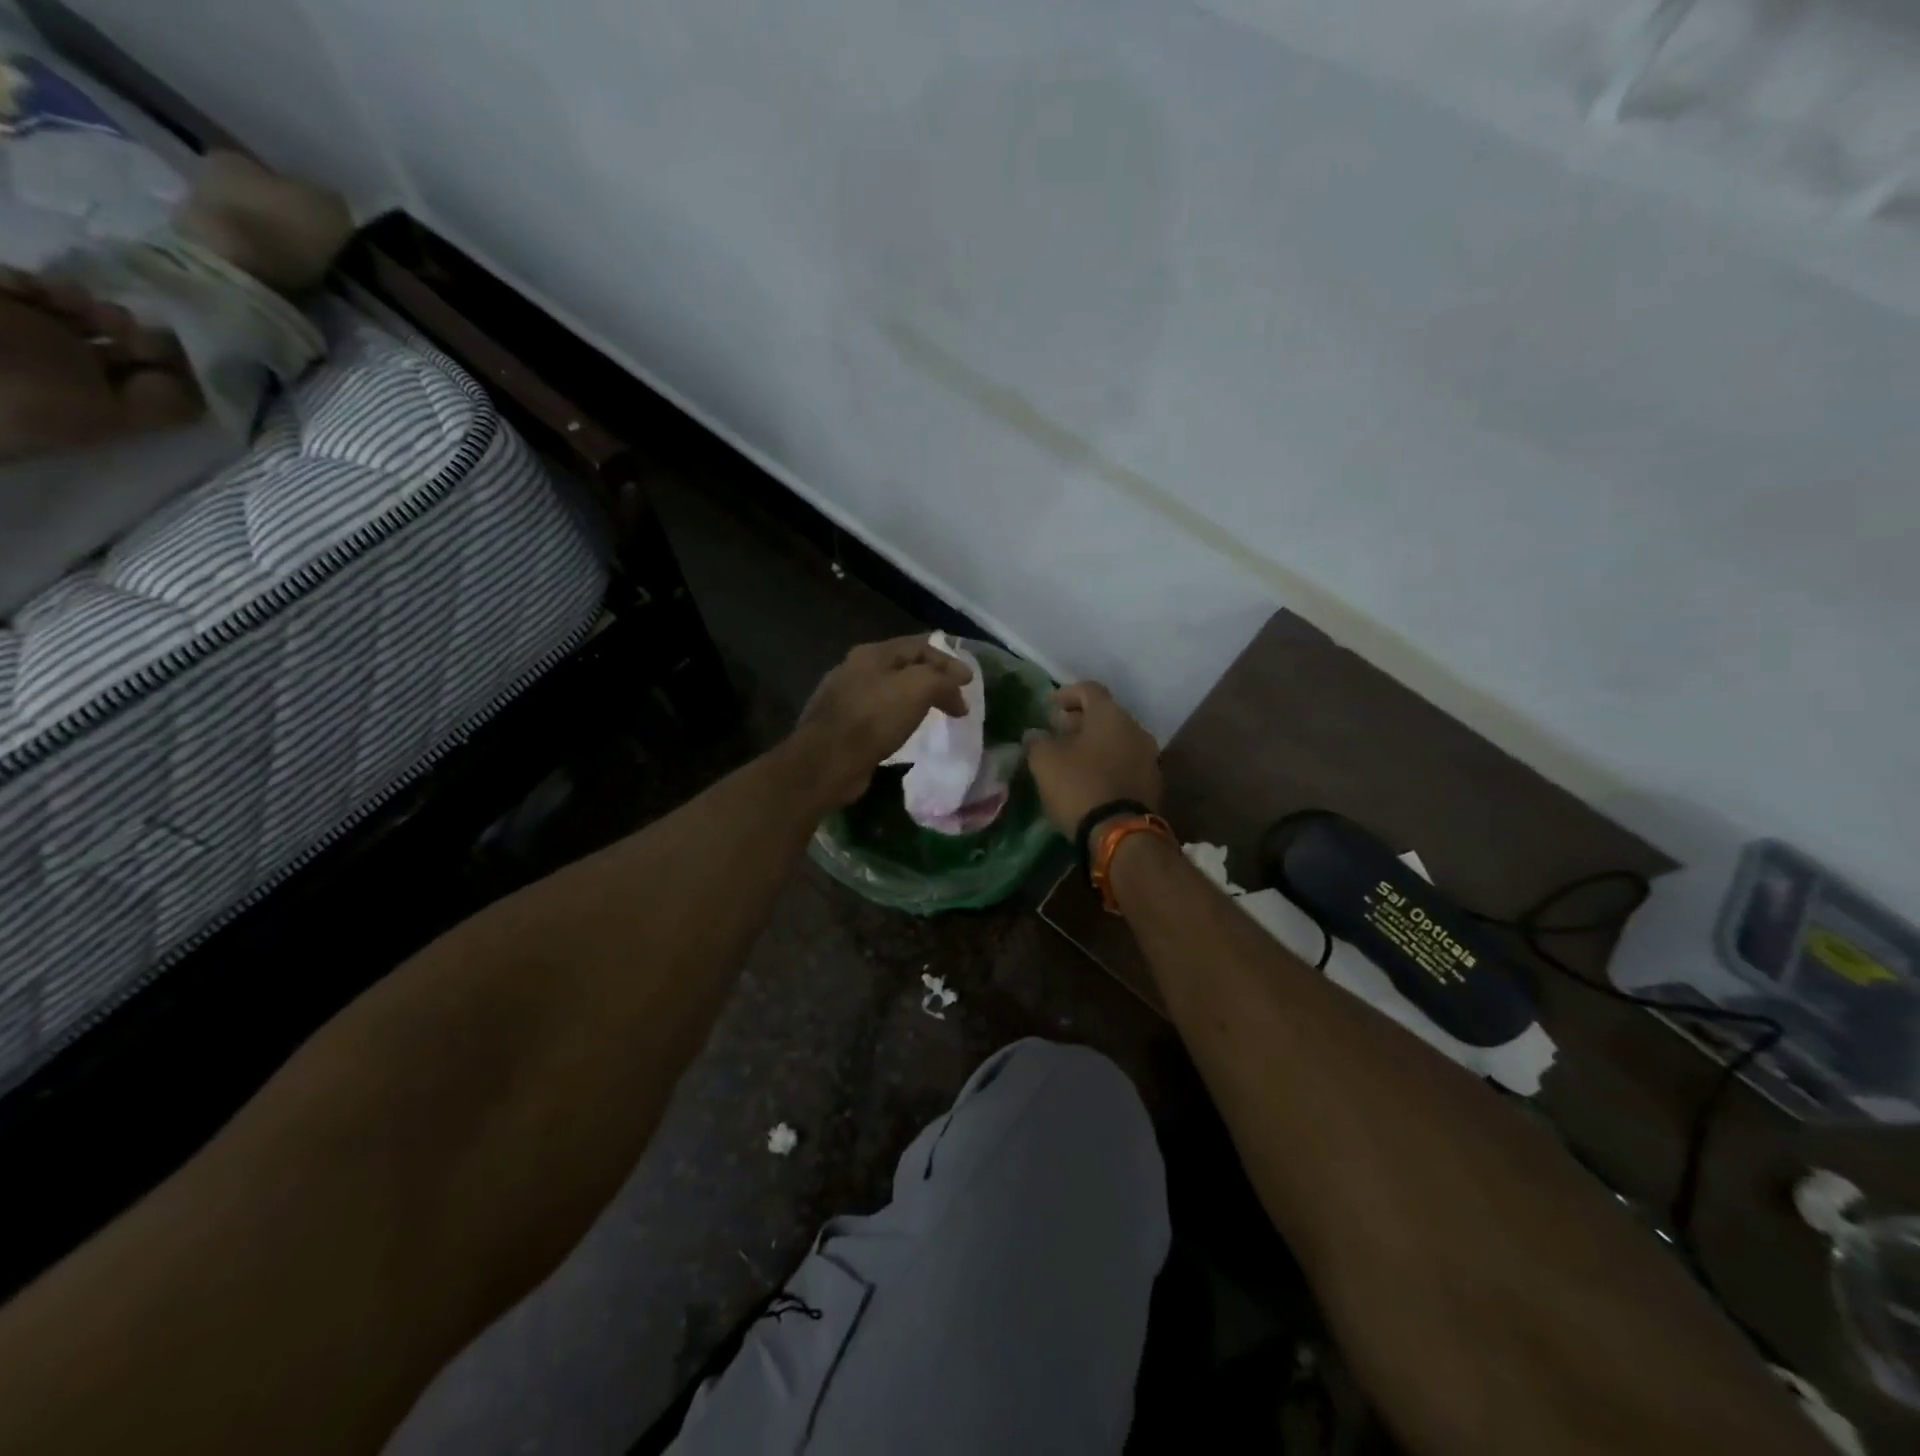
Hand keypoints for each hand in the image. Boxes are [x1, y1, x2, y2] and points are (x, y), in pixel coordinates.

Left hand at [791, 635, 973, 807]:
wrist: (827, 762)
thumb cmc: (874, 719)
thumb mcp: (918, 688)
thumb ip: (942, 680)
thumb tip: (959, 687)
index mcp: (872, 654)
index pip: (919, 646)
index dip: (948, 661)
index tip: (969, 683)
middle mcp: (855, 669)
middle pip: (903, 666)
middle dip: (932, 679)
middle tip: (955, 698)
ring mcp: (845, 698)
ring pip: (890, 690)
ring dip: (915, 699)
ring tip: (935, 715)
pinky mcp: (841, 726)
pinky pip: (878, 715)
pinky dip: (898, 718)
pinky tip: (906, 732)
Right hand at [1024, 682, 1161, 835]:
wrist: (1120, 834)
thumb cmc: (1079, 786)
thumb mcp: (1045, 761)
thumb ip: (1037, 741)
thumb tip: (1035, 734)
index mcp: (1110, 715)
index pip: (1088, 689)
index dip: (1066, 694)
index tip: (1049, 707)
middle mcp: (1135, 728)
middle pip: (1104, 714)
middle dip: (1079, 721)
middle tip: (1056, 733)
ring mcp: (1148, 756)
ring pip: (1116, 739)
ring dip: (1094, 744)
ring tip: (1070, 759)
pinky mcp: (1152, 783)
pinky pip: (1125, 762)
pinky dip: (1106, 763)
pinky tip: (1089, 779)